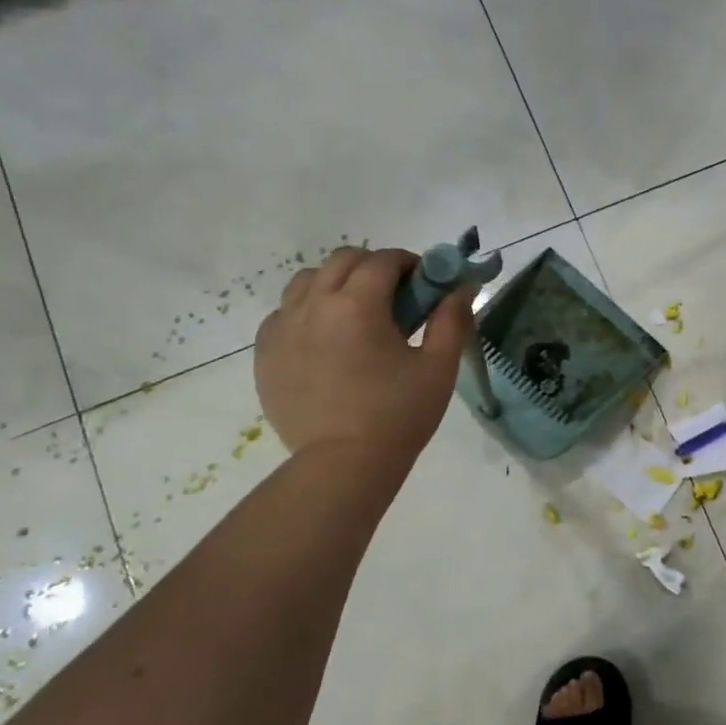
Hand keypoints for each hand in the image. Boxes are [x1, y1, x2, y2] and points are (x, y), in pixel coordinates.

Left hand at [254, 247, 473, 467]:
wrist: (343, 465)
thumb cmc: (399, 415)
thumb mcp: (438, 367)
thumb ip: (451, 320)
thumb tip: (460, 287)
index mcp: (358, 304)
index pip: (383, 260)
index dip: (408, 264)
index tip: (423, 283)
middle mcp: (314, 304)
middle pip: (342, 260)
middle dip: (373, 267)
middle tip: (394, 298)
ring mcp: (283, 327)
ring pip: (307, 281)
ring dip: (335, 284)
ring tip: (354, 315)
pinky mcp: (265, 352)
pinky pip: (284, 313)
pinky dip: (307, 312)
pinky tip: (325, 340)